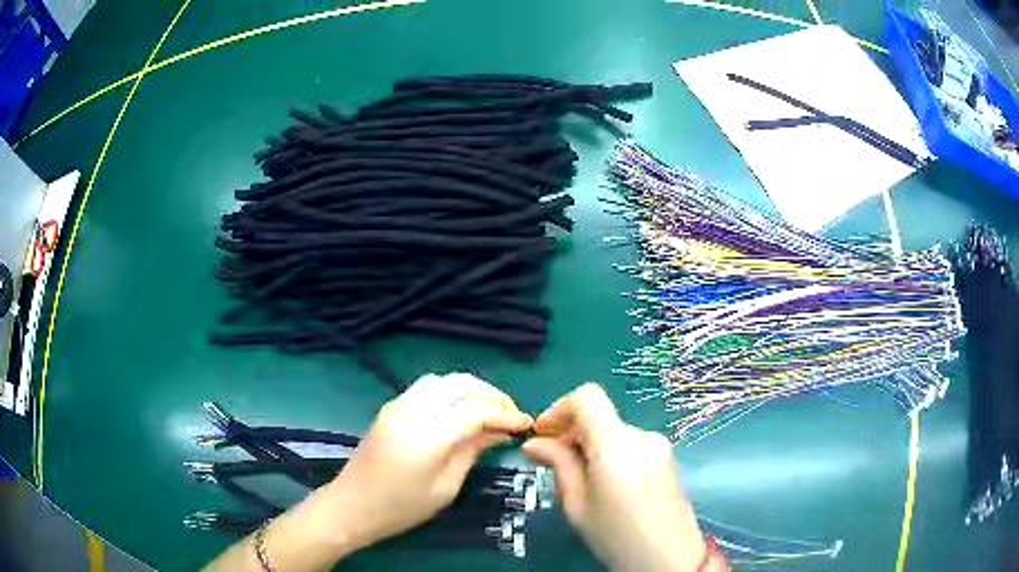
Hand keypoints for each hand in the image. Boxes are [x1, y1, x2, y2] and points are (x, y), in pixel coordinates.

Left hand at [203, 373, 531, 571]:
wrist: (353, 505)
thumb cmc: (401, 507)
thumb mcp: (445, 487)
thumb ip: (472, 453)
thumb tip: (500, 431)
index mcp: (427, 437)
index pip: (475, 410)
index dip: (504, 414)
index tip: (524, 424)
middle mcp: (411, 411)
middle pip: (460, 384)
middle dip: (491, 394)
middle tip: (510, 413)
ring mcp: (397, 405)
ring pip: (443, 379)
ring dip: (470, 388)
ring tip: (488, 409)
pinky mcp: (390, 407)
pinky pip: (427, 387)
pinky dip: (451, 391)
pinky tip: (461, 409)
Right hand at [523, 383, 715, 571]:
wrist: (668, 557)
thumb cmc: (616, 536)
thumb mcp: (577, 505)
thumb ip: (558, 465)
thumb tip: (534, 443)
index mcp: (616, 446)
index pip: (587, 397)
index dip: (559, 408)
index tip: (544, 434)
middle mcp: (640, 436)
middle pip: (599, 416)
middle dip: (571, 432)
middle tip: (552, 462)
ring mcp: (658, 444)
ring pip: (613, 431)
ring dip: (590, 445)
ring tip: (581, 480)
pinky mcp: (666, 455)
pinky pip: (630, 443)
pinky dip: (610, 452)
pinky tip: (606, 483)